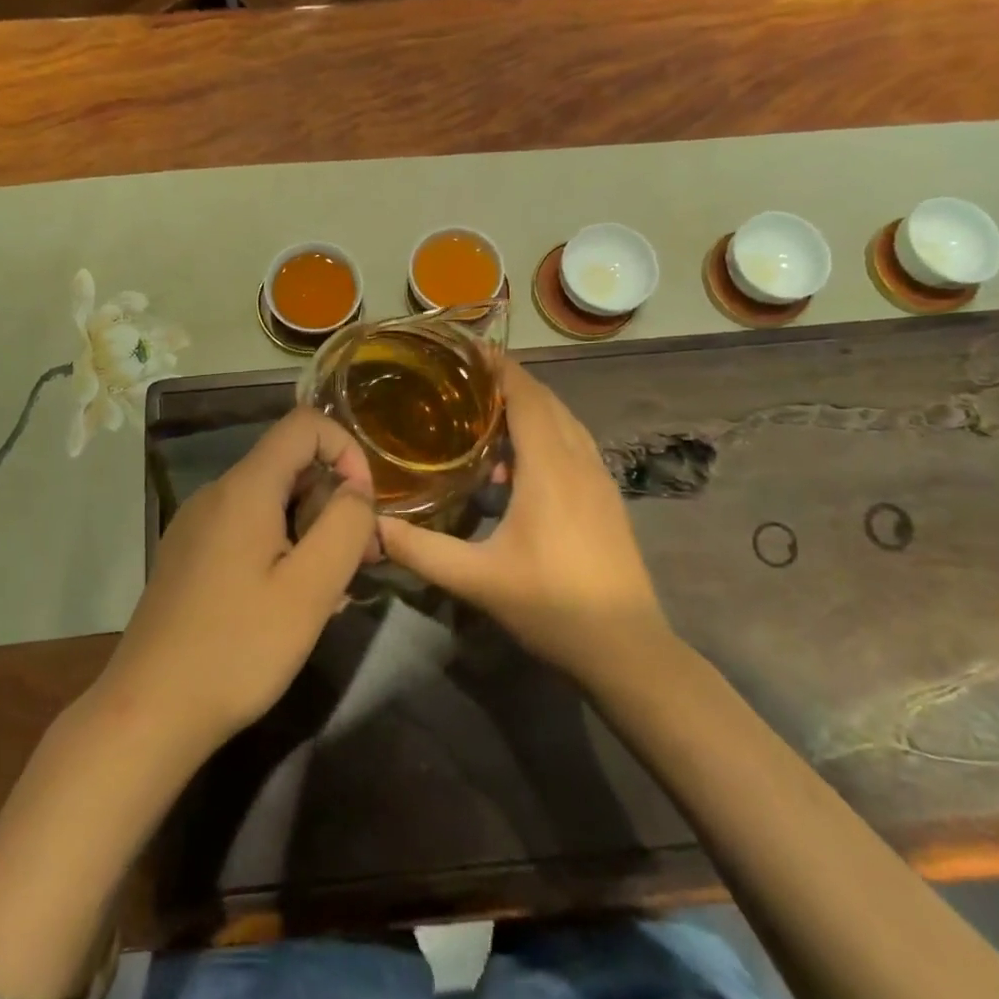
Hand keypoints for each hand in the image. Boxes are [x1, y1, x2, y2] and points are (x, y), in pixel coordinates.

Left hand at [95, 408, 378, 764]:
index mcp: (244, 488)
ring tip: (326, 593)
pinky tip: (287, 604)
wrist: (149, 712)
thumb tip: (357, 488)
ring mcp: (196, 526)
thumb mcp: (311, 589)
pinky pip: (247, 531)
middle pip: (289, 465)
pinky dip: (280, 549)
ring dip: (310, 531)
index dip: (346, 450)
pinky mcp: (189, 557)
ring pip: (271, 502)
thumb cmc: (239, 648)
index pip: (304, 424)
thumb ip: (346, 525)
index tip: (363, 507)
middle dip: (332, 501)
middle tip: (356, 563)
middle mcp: (216, 494)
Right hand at [379, 359, 671, 683]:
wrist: (627, 648)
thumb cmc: (551, 605)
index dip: (501, 369)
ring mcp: (600, 479)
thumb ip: (420, 550)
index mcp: (550, 467)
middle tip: (465, 381)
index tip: (470, 349)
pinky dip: (548, 434)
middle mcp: (579, 461)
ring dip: (531, 409)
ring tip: (487, 417)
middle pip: (547, 402)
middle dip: (510, 384)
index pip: (527, 397)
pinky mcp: (607, 498)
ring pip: (565, 423)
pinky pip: (575, 445)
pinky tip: (521, 466)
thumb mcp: (476, 579)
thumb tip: (370, 526)